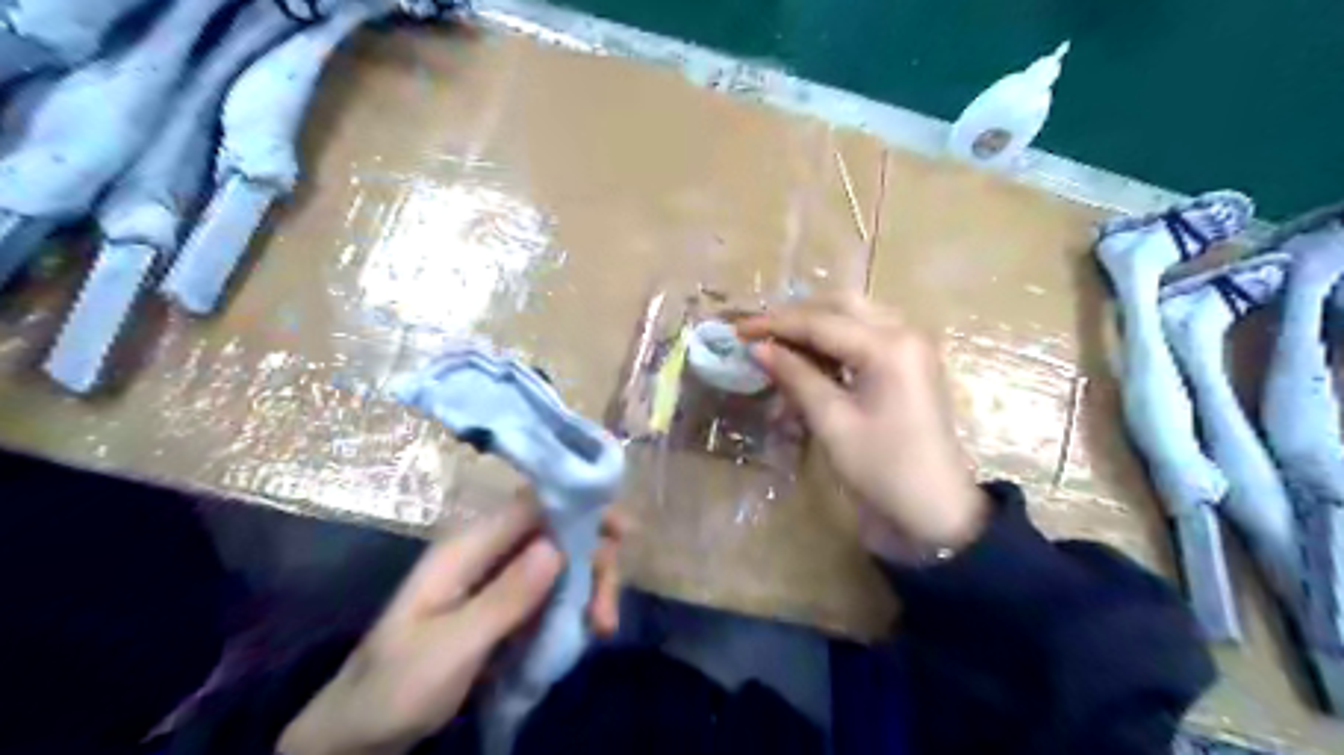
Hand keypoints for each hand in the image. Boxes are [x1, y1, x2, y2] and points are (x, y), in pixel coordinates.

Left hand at [281, 494, 626, 754]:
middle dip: (591, 561)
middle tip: (606, 612)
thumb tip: (557, 546)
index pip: (533, 505)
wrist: (357, 735)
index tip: (622, 533)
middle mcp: (486, 554)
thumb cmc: (395, 687)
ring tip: (600, 630)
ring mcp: (496, 581)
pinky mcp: (504, 607)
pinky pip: (550, 592)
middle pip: (555, 533)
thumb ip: (504, 597)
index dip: (580, 507)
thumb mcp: (451, 647)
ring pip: (559, 563)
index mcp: (467, 548)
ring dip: (588, 589)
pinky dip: (574, 607)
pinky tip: (583, 633)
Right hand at [733, 294, 984, 558]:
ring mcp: (912, 346)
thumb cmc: (883, 470)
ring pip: (855, 316)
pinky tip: (811, 360)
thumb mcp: (833, 423)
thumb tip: (758, 348)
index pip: (820, 322)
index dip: (775, 324)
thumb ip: (796, 377)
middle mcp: (905, 332)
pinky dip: (836, 342)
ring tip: (779, 346)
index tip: (738, 330)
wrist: (937, 511)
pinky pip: (867, 336)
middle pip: (841, 306)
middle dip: (797, 316)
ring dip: (816, 326)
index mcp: (888, 346)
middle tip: (760, 334)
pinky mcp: (910, 363)